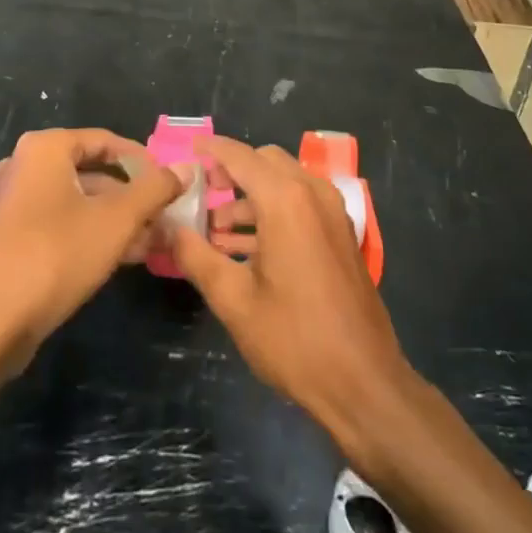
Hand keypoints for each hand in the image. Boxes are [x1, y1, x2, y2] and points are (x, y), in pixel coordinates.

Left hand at [0, 128, 185, 353]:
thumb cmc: (55, 255)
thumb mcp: (116, 220)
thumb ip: (154, 189)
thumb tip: (185, 168)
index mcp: (44, 149)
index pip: (105, 141)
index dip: (143, 161)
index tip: (171, 184)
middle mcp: (25, 167)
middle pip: (92, 172)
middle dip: (132, 197)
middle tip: (165, 218)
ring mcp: (13, 204)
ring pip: (78, 202)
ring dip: (116, 220)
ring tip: (153, 244)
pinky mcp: (10, 239)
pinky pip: (60, 224)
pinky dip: (91, 235)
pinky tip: (122, 259)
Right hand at [168, 136, 413, 446]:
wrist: (363, 382)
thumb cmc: (294, 338)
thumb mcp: (234, 299)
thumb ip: (195, 256)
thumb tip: (168, 228)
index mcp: (285, 199)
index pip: (240, 156)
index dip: (211, 150)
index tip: (186, 150)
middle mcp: (312, 193)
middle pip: (265, 162)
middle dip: (232, 172)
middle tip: (202, 195)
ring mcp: (332, 212)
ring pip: (284, 183)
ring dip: (250, 197)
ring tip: (215, 232)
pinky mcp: (341, 234)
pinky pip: (301, 204)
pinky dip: (272, 212)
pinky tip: (245, 249)